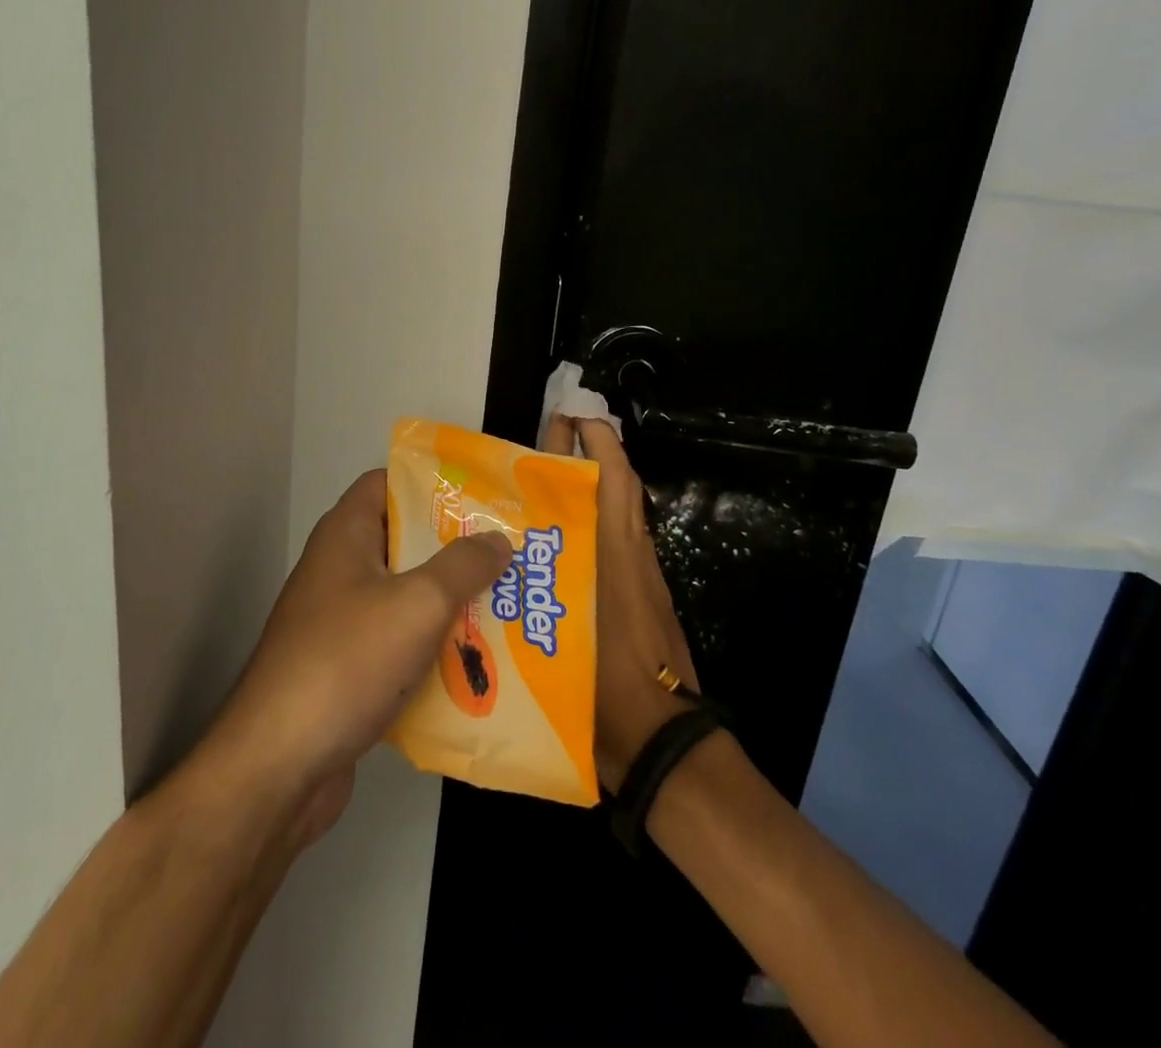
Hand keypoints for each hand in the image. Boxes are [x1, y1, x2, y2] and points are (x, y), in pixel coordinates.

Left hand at [197, 470, 513, 846]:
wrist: (280, 763)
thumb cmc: (347, 660)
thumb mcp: (418, 603)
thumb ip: (463, 566)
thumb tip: (498, 539)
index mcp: (346, 534)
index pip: (388, 483)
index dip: (432, 483)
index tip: (482, 498)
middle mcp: (339, 568)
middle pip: (404, 541)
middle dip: (456, 548)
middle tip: (509, 555)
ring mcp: (340, 620)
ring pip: (405, 596)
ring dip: (450, 603)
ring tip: (507, 605)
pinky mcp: (346, 668)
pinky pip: (398, 643)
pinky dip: (432, 648)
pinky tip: (477, 664)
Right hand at [542, 415, 698, 790]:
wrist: (665, 745)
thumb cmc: (608, 690)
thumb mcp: (562, 641)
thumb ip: (531, 602)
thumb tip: (496, 563)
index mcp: (615, 554)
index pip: (614, 481)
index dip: (598, 442)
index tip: (573, 415)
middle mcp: (630, 555)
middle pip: (615, 488)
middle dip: (588, 454)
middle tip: (550, 431)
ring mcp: (639, 578)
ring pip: (615, 515)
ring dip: (590, 486)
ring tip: (540, 478)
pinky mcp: (641, 600)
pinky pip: (615, 544)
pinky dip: (593, 524)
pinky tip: (556, 538)